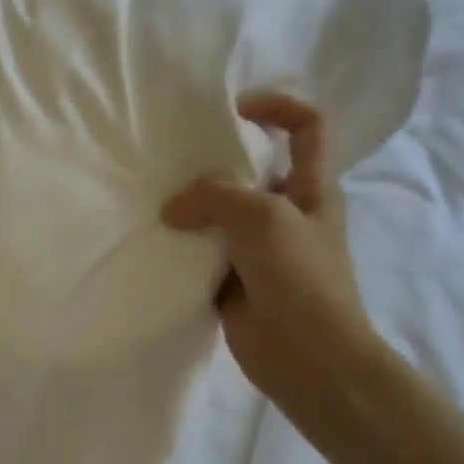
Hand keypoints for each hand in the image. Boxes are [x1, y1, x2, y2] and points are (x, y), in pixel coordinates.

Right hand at [162, 94, 380, 406]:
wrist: (306, 356)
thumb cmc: (299, 277)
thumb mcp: (262, 217)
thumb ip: (214, 196)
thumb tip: (172, 210)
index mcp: (311, 186)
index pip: (306, 126)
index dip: (275, 106)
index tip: (231, 112)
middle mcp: (284, 210)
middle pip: (249, 168)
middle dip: (211, 161)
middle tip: (170, 162)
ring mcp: (256, 247)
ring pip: (218, 212)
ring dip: (189, 207)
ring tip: (152, 200)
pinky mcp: (230, 278)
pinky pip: (200, 251)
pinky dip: (179, 246)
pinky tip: (153, 241)